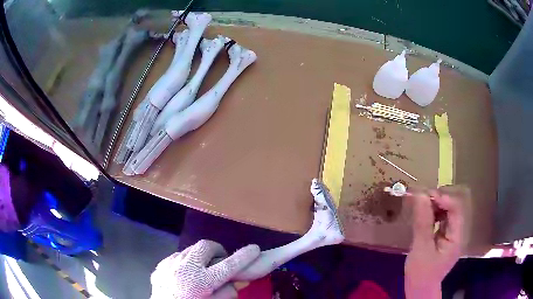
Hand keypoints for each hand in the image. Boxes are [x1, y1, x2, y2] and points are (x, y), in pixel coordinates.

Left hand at [150, 240, 259, 298]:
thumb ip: (226, 293)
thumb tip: (237, 281)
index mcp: (201, 282)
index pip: (228, 266)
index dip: (244, 257)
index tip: (255, 248)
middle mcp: (185, 269)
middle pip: (206, 246)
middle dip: (216, 250)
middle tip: (219, 262)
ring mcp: (170, 264)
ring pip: (191, 249)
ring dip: (200, 256)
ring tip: (201, 269)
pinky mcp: (160, 265)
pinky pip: (177, 256)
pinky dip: (185, 262)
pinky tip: (184, 275)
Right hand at [405, 190, 463, 298]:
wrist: (419, 290)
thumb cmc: (421, 273)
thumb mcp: (420, 249)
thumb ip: (422, 222)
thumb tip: (420, 195)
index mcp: (456, 237)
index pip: (456, 209)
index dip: (443, 198)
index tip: (425, 194)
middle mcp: (457, 232)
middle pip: (453, 208)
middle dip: (438, 200)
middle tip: (421, 198)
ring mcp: (451, 235)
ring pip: (447, 212)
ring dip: (434, 206)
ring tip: (420, 206)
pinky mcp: (444, 237)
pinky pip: (441, 220)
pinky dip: (432, 215)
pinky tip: (424, 216)